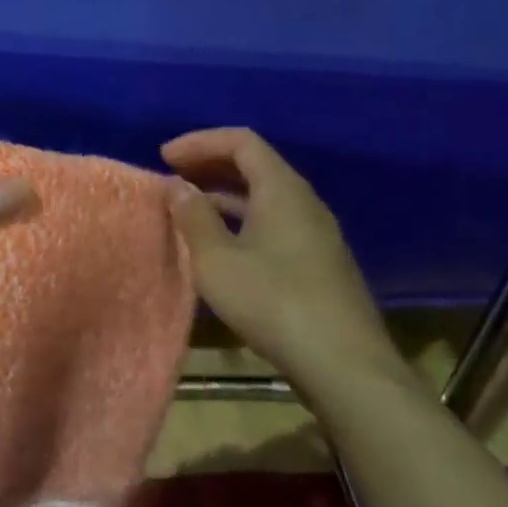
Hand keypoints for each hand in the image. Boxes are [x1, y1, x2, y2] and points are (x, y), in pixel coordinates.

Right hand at [161, 128, 398, 388]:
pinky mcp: (317, 263)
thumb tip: (178, 186)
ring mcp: (315, 234)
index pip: (241, 142)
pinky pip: (273, 223)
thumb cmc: (272, 301)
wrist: (343, 364)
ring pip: (264, 197)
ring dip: (224, 195)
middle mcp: (304, 203)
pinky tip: (220, 245)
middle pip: (255, 165)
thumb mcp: (217, 258)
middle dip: (209, 165)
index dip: (200, 142)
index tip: (164, 157)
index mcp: (282, 190)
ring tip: (188, 209)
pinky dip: (240, 219)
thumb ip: (194, 217)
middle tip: (172, 177)